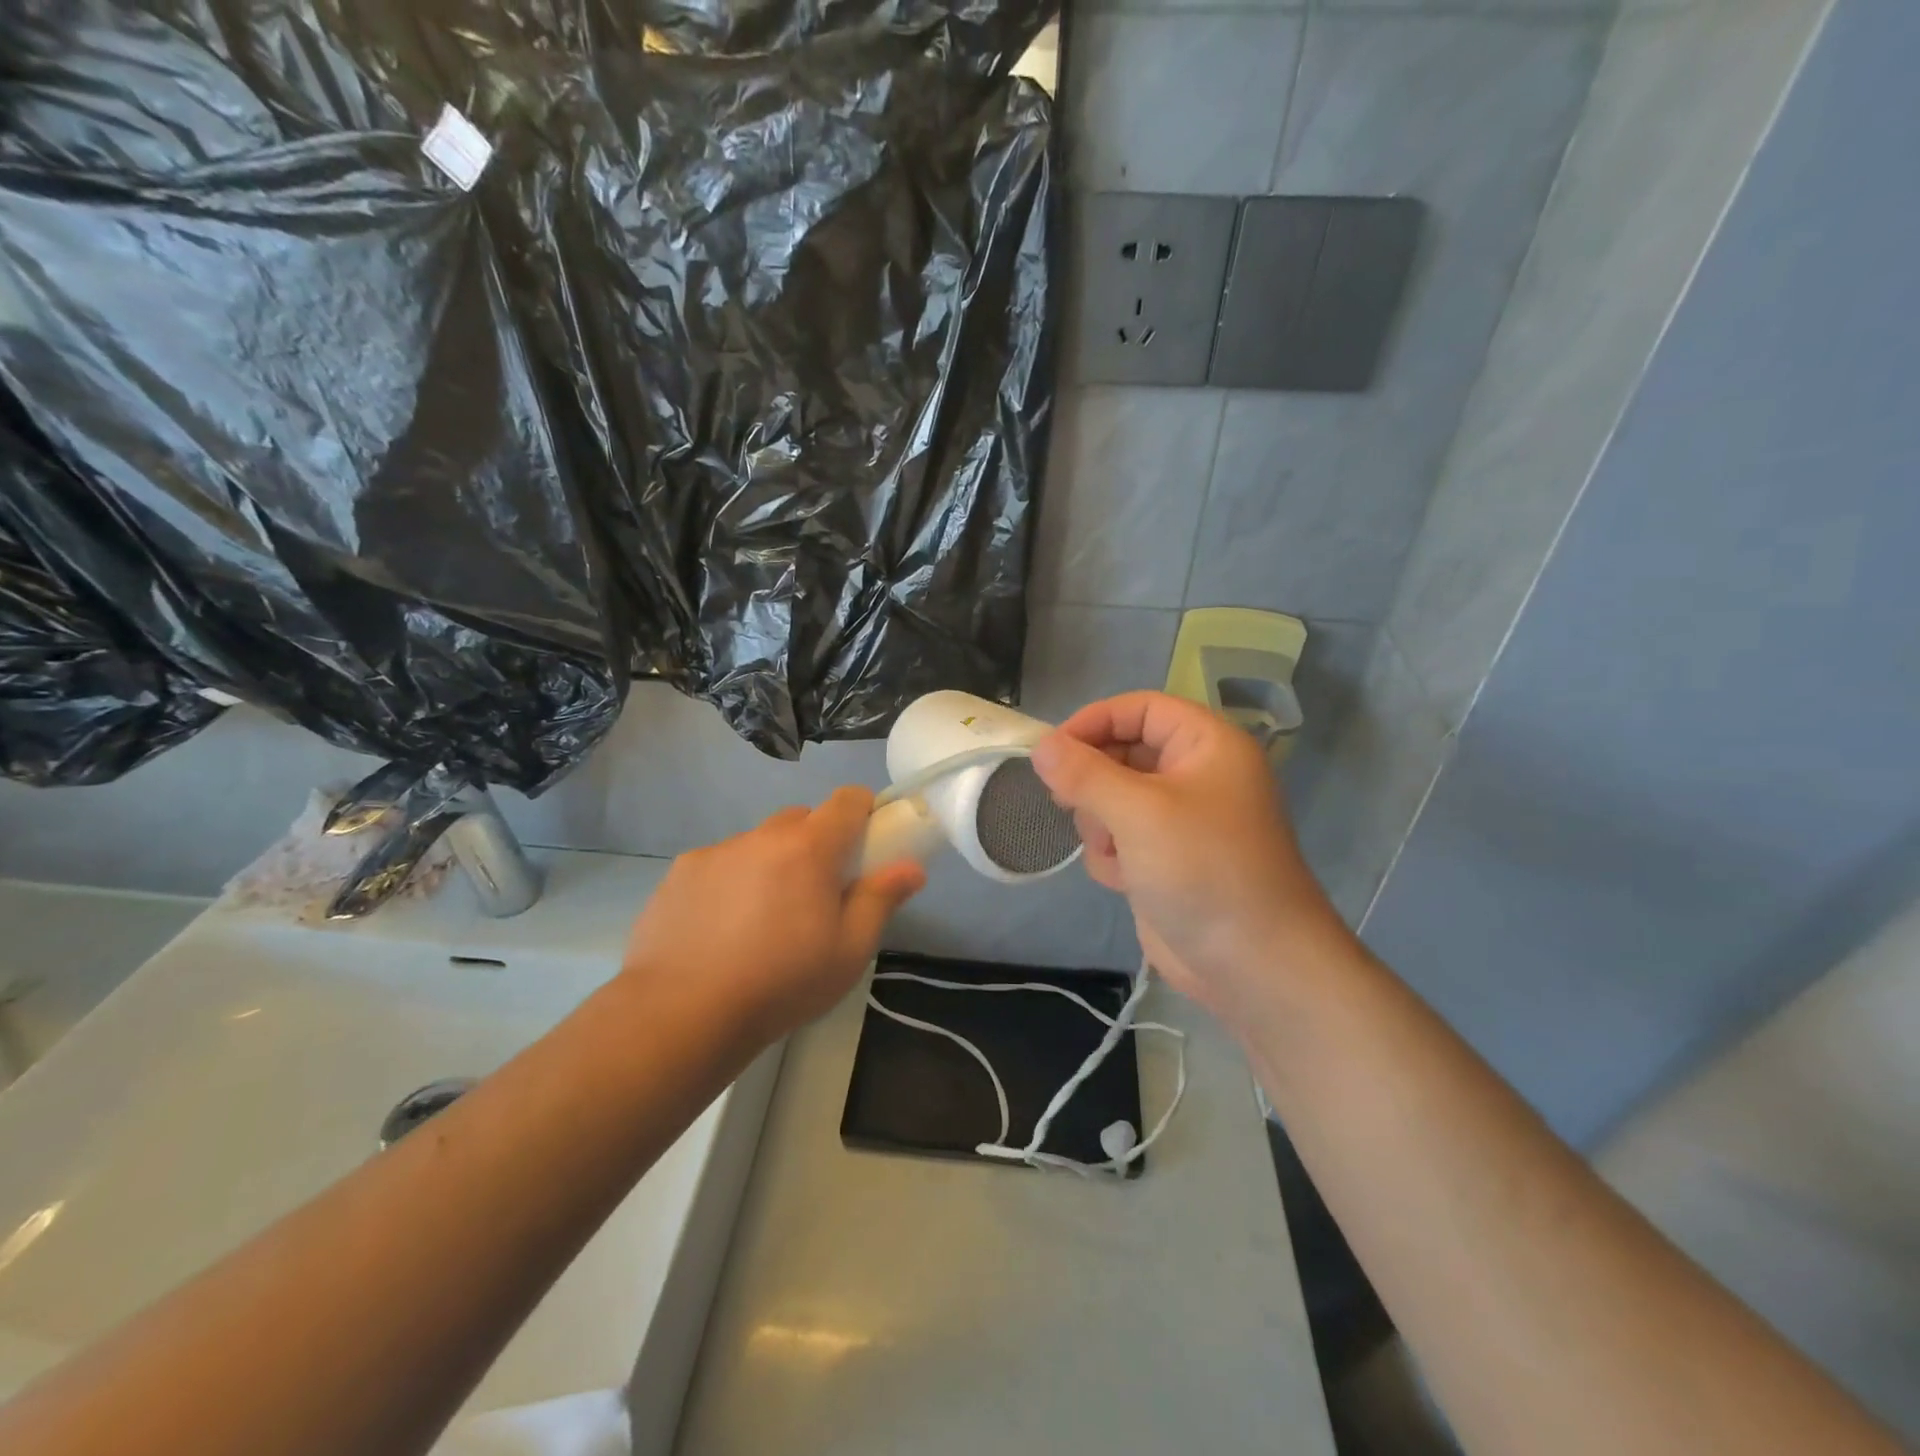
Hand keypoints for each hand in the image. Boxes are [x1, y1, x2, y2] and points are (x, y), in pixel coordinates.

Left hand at [621, 788, 925, 1041]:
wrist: (682, 1013)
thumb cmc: (781, 982)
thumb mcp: (849, 950)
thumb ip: (881, 899)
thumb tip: (911, 867)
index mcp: (809, 848)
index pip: (847, 800)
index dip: (863, 812)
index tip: (865, 844)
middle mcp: (762, 836)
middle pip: (801, 820)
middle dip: (816, 844)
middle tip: (815, 894)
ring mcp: (715, 852)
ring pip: (757, 843)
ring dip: (770, 864)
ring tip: (760, 921)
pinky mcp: (679, 873)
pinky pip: (719, 864)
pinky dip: (730, 883)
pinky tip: (719, 930)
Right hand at [1030, 691, 1343, 1015]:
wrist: (1251, 964)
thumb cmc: (1203, 870)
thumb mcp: (1138, 812)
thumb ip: (1084, 773)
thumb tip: (1041, 744)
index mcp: (1206, 745)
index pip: (1141, 708)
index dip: (1095, 721)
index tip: (1052, 749)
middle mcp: (1195, 775)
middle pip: (1122, 753)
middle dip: (1094, 782)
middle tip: (1068, 802)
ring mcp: (1179, 820)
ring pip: (1112, 798)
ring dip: (1100, 823)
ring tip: (1114, 850)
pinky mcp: (1165, 859)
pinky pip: (1119, 837)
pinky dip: (1112, 855)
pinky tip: (1124, 880)